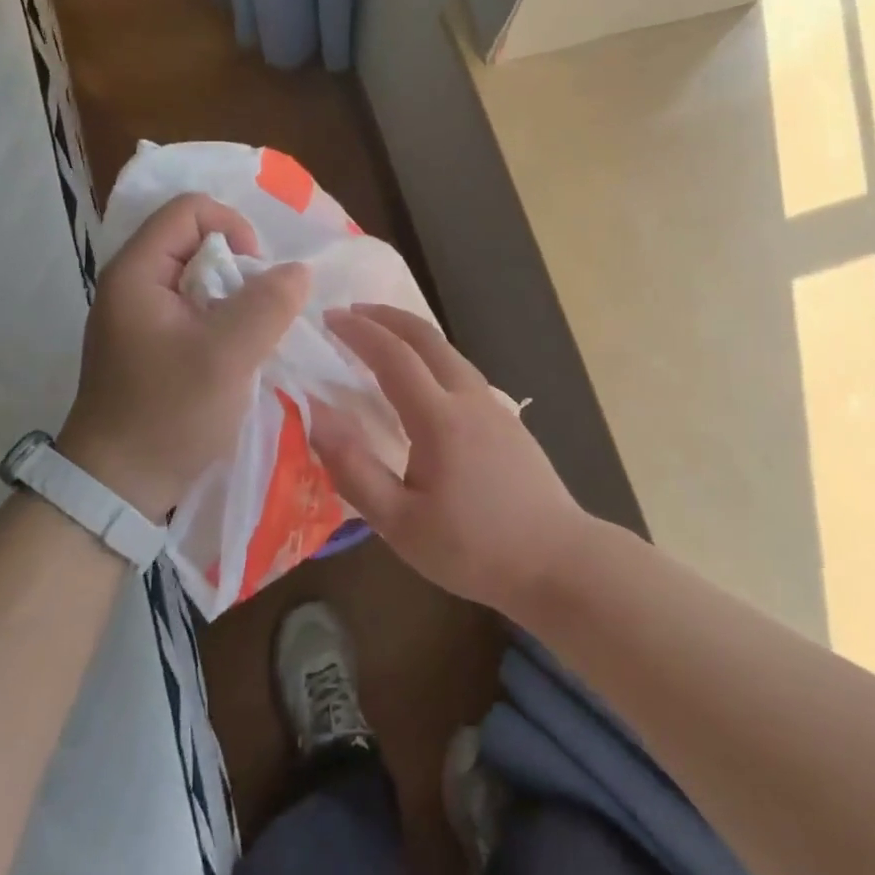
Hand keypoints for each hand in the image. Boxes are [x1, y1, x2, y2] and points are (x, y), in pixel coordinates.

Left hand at [57, 194, 309, 521]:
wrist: (118, 486)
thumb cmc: (168, 414)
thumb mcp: (227, 357)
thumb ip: (267, 305)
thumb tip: (298, 271)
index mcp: (137, 272)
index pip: (190, 209)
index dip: (234, 228)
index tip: (257, 275)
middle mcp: (132, 283)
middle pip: (196, 240)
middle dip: (239, 268)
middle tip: (259, 313)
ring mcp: (139, 315)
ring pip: (199, 277)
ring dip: (235, 299)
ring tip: (251, 337)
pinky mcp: (149, 342)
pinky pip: (194, 308)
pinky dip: (222, 320)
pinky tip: (236, 353)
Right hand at [312, 304, 590, 615]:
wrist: (559, 561)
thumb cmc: (475, 548)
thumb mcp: (401, 524)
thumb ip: (354, 469)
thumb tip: (315, 417)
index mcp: (440, 418)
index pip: (393, 356)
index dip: (358, 332)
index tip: (329, 317)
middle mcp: (470, 398)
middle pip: (427, 337)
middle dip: (387, 317)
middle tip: (352, 312)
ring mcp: (495, 407)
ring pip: (449, 352)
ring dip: (411, 334)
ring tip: (382, 338)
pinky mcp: (508, 422)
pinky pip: (463, 371)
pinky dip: (432, 356)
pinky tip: (423, 380)